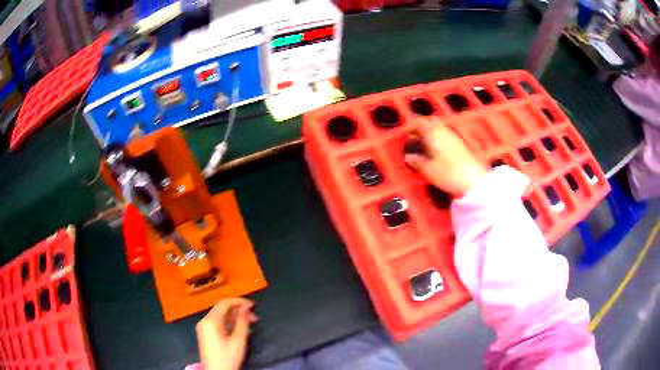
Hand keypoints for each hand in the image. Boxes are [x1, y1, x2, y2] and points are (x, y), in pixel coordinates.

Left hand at [196, 298, 257, 369]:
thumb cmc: (228, 357)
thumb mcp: (238, 340)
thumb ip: (242, 321)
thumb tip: (246, 307)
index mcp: (210, 320)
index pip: (224, 303)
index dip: (239, 301)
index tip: (253, 306)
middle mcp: (204, 321)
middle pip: (222, 309)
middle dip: (239, 311)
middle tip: (255, 318)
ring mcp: (203, 327)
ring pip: (220, 316)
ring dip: (235, 318)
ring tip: (250, 324)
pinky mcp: (205, 334)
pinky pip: (217, 323)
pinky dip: (229, 324)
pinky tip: (240, 330)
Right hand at [405, 118, 486, 195]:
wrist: (473, 180)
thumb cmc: (448, 173)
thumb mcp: (428, 169)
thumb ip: (416, 160)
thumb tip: (409, 156)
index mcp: (432, 132)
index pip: (418, 122)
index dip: (410, 127)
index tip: (405, 135)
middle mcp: (443, 130)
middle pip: (429, 122)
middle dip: (420, 128)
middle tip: (413, 138)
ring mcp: (453, 135)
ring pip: (438, 128)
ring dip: (429, 132)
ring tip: (423, 145)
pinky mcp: (460, 143)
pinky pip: (445, 134)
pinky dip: (438, 138)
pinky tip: (436, 149)